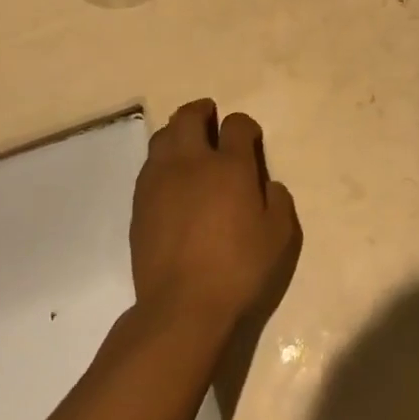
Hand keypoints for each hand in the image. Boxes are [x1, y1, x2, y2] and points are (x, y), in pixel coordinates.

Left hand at [131, 100, 300, 336]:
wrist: (181, 307)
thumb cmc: (239, 270)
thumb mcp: (279, 237)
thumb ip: (278, 201)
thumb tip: (266, 185)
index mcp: (230, 167)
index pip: (236, 124)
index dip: (245, 126)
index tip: (249, 138)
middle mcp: (192, 163)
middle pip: (189, 117)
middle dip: (203, 111)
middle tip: (211, 119)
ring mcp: (160, 181)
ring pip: (163, 136)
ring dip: (178, 132)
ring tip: (189, 146)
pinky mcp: (140, 203)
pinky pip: (149, 165)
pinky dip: (162, 160)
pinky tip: (171, 179)